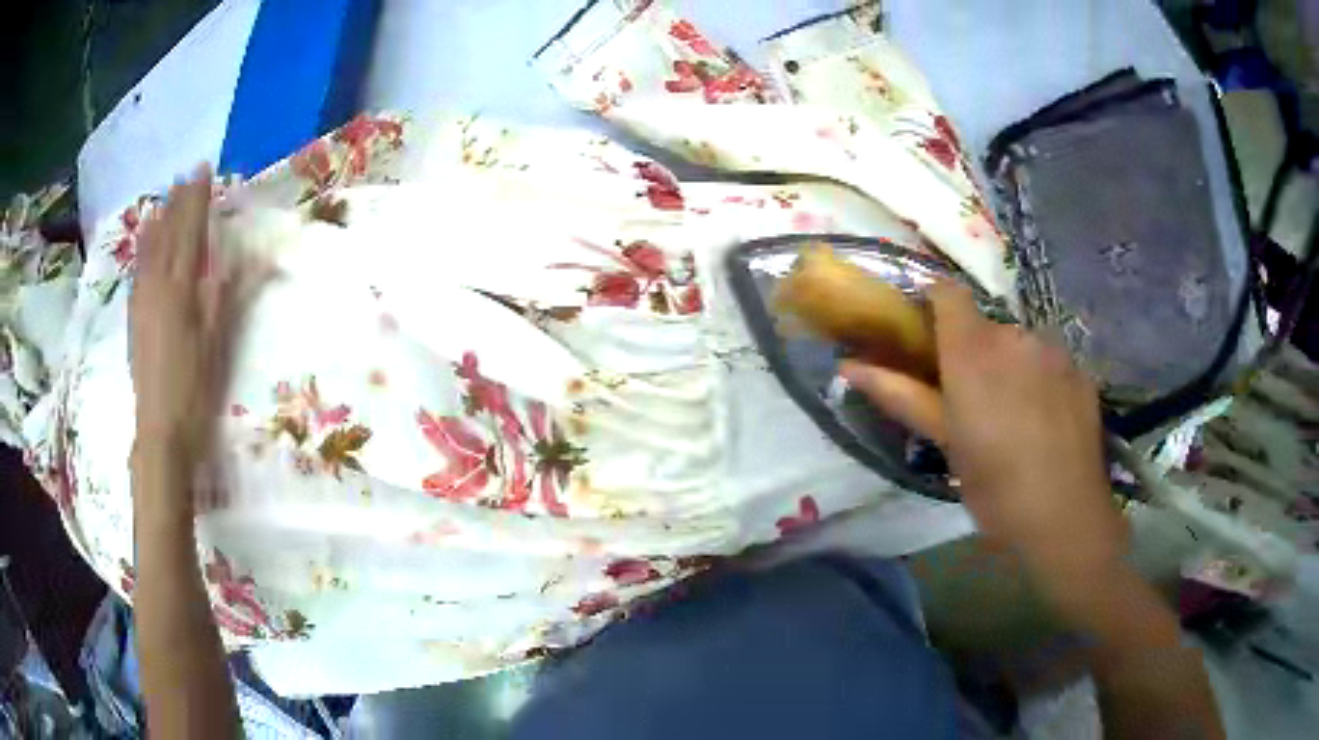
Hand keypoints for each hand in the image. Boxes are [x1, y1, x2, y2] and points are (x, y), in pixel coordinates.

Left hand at [130, 166, 257, 493]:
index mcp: (179, 289)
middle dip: (177, 202)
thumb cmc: (193, 389)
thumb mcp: (216, 343)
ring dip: (158, 219)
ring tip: (165, 196)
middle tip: (187, 175)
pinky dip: (142, 247)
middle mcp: (156, 286)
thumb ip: (227, 293)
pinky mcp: (134, 318)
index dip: (196, 199)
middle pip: (167, 233)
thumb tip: (249, 255)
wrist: (159, 431)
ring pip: (148, 249)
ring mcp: (141, 301)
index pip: (189, 231)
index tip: (204, 169)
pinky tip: (144, 240)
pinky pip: (137, 270)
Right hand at [842, 283, 1127, 579]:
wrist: (1065, 515)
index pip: (947, 292)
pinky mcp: (1080, 371)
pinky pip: (1051, 362)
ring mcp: (1054, 350)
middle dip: (975, 351)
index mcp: (973, 350)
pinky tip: (1046, 422)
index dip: (933, 303)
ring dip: (1011, 366)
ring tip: (1014, 415)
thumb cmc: (994, 486)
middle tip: (972, 401)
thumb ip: (900, 395)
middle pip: (986, 325)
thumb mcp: (946, 443)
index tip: (925, 334)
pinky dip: (1042, 380)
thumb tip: (848, 366)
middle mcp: (1015, 335)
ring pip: (1021, 344)